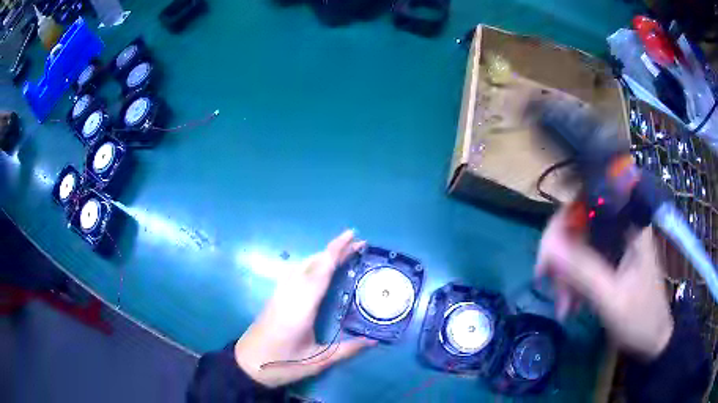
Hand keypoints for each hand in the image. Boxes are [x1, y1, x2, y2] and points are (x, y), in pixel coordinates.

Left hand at [234, 230, 376, 387]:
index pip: (321, 271)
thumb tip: (373, 340)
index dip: (336, 251)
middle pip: (312, 263)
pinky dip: (312, 265)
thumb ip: (346, 350)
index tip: (352, 235)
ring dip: (322, 256)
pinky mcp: (275, 297)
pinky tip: (320, 271)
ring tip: (343, 255)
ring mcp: (280, 293)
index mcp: (301, 306)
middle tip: (357, 245)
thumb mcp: (317, 361)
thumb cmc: (282, 364)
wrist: (246, 365)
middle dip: (334, 250)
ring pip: (302, 265)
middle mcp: (289, 293)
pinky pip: (296, 273)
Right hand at [536, 207, 673, 359]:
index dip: (561, 224)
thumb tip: (549, 248)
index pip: (587, 203)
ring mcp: (614, 243)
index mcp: (629, 224)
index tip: (547, 259)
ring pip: (577, 245)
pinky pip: (581, 262)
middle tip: (549, 286)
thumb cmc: (640, 317)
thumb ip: (583, 272)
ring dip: (565, 275)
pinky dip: (572, 282)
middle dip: (561, 257)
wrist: (652, 338)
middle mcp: (621, 226)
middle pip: (578, 224)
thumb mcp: (612, 298)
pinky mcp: (609, 260)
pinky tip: (570, 305)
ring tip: (564, 307)